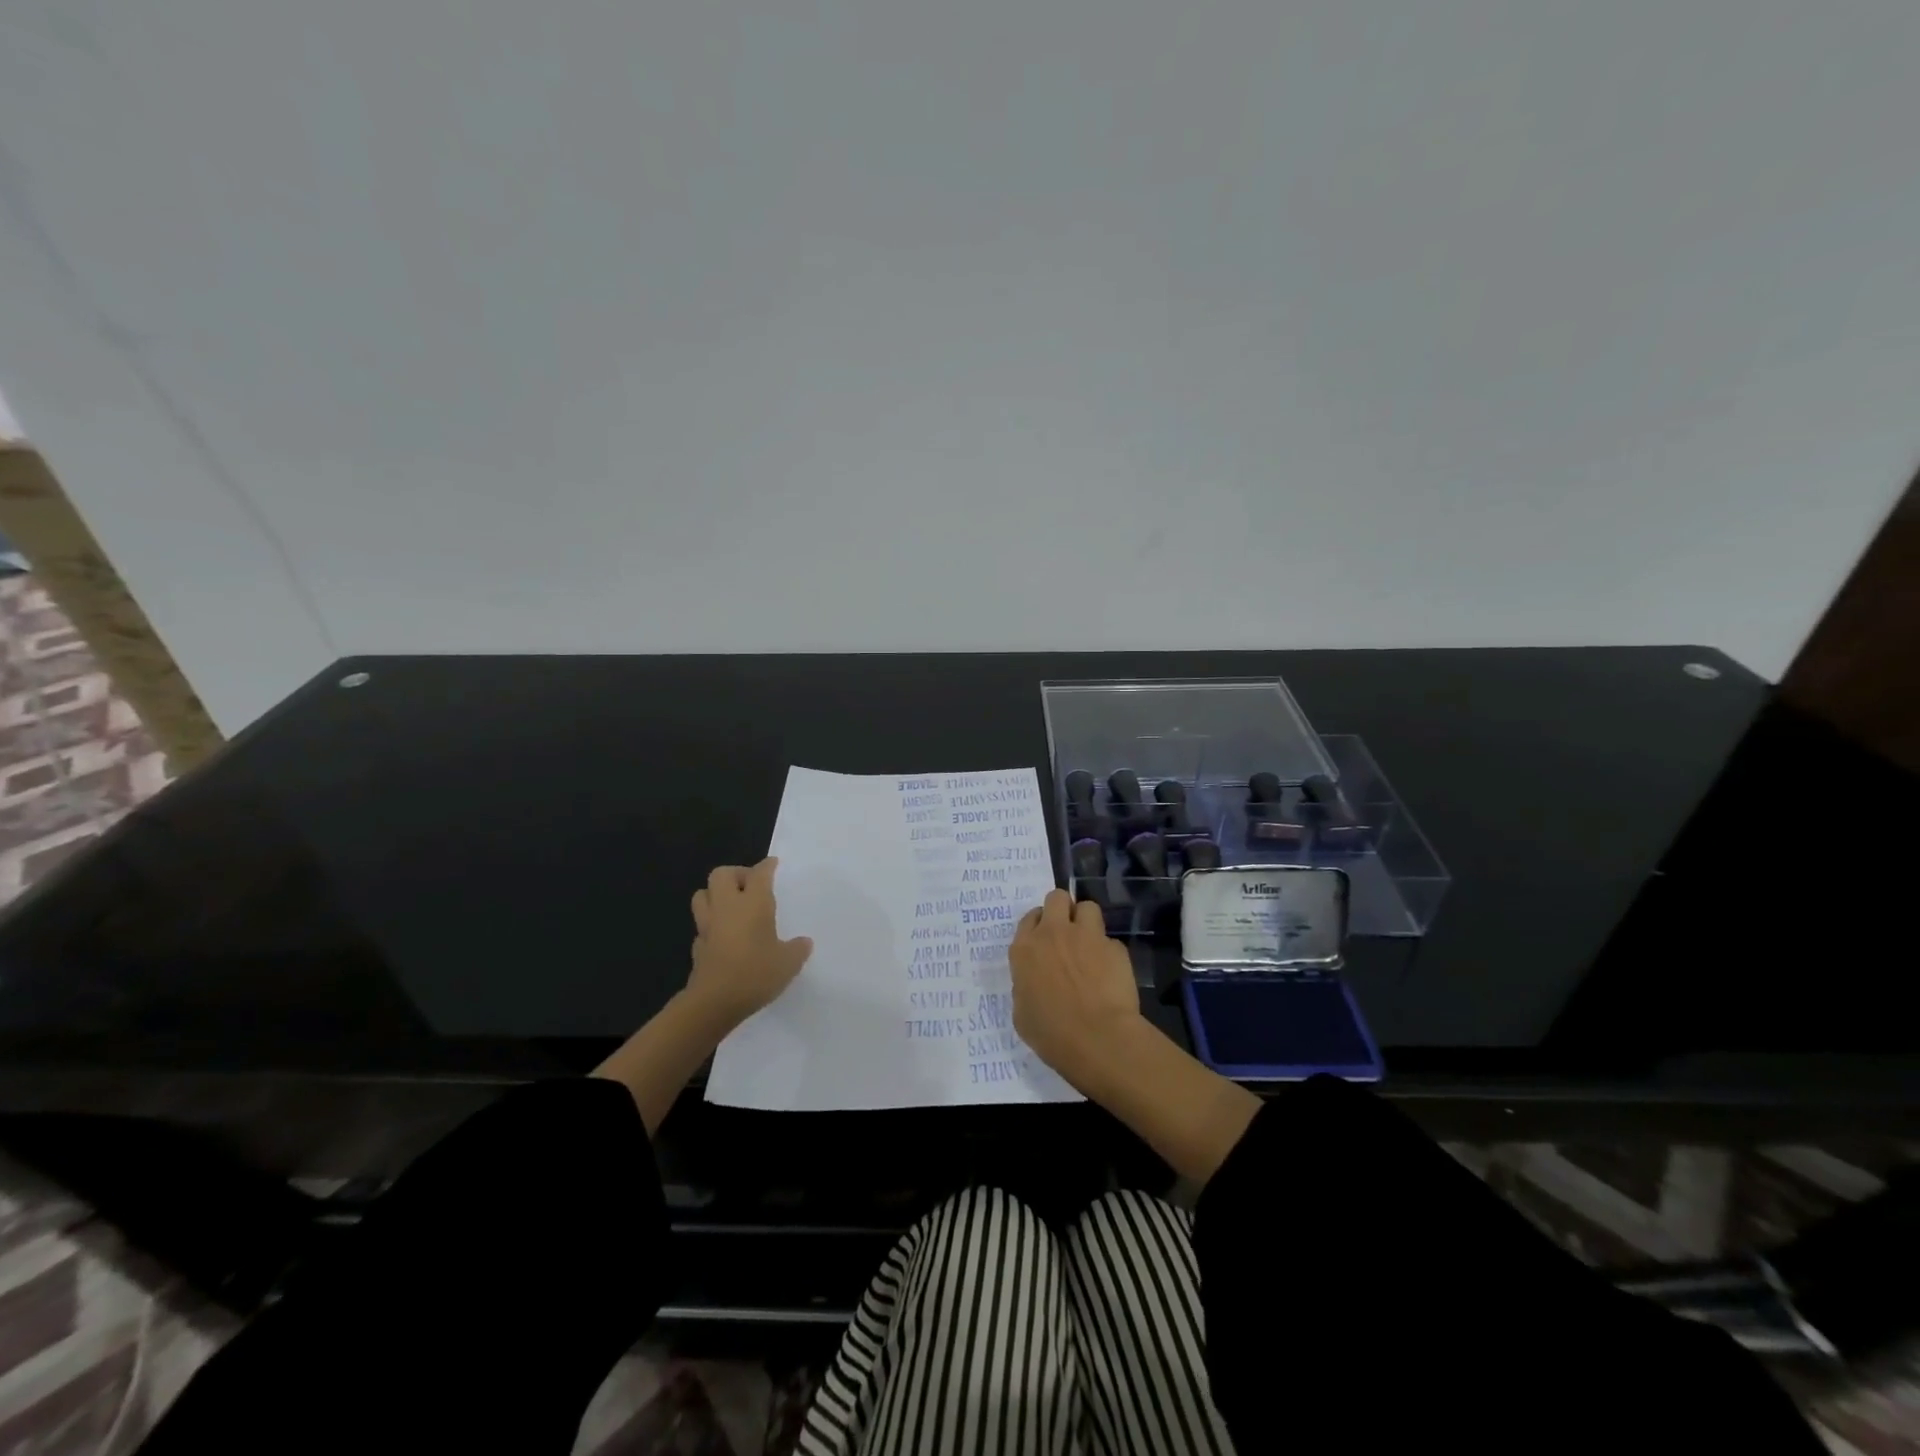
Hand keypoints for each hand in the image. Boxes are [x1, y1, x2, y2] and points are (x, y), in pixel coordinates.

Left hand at [684, 859, 812, 1032]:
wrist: (714, 1002)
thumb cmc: (755, 973)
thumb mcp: (788, 963)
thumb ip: (797, 949)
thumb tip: (804, 942)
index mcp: (753, 903)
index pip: (759, 873)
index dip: (767, 866)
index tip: (773, 864)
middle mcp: (727, 907)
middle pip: (721, 874)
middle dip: (736, 874)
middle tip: (751, 886)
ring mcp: (708, 926)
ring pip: (702, 895)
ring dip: (715, 895)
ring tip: (732, 906)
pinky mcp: (697, 946)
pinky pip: (702, 926)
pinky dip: (711, 925)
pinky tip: (723, 936)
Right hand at [1009, 889, 1142, 1092]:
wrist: (1098, 1038)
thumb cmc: (1052, 1034)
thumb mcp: (1022, 1014)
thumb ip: (1025, 987)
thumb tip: (1034, 982)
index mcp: (1025, 949)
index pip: (1029, 918)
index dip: (1038, 925)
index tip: (1043, 940)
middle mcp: (1054, 933)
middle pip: (1057, 897)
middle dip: (1062, 909)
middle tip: (1065, 932)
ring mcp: (1087, 936)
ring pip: (1087, 907)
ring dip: (1086, 922)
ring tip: (1089, 944)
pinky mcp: (1115, 948)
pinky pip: (1110, 941)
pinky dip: (1108, 953)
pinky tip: (1110, 974)